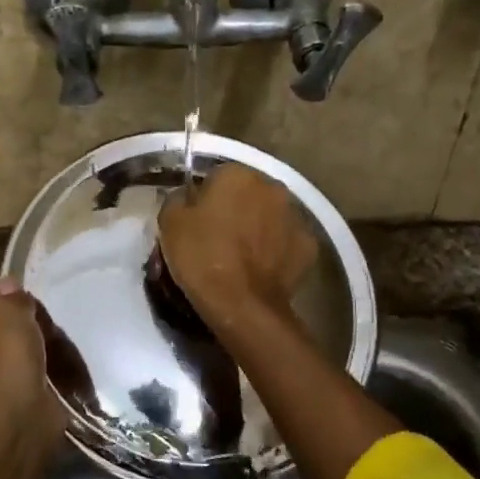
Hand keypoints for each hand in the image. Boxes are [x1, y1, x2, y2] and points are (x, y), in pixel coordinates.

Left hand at [0, 277, 62, 437]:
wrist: (19, 413)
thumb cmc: (7, 355)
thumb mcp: (8, 311)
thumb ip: (10, 294)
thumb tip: (9, 285)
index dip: (11, 294)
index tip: (31, 299)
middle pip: (9, 324)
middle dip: (32, 322)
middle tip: (49, 325)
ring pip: (26, 348)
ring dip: (45, 346)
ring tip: (62, 345)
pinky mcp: (19, 394)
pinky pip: (39, 371)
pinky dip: (52, 369)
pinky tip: (65, 366)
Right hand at [159, 162, 317, 334]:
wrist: (241, 304)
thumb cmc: (201, 256)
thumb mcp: (169, 222)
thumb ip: (179, 198)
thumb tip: (189, 196)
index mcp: (237, 174)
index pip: (216, 176)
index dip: (204, 199)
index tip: (196, 221)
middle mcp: (272, 186)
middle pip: (248, 193)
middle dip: (236, 209)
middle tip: (218, 237)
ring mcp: (295, 216)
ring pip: (270, 216)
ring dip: (259, 227)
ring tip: (241, 256)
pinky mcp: (309, 245)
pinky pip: (286, 242)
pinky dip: (277, 250)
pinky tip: (261, 269)